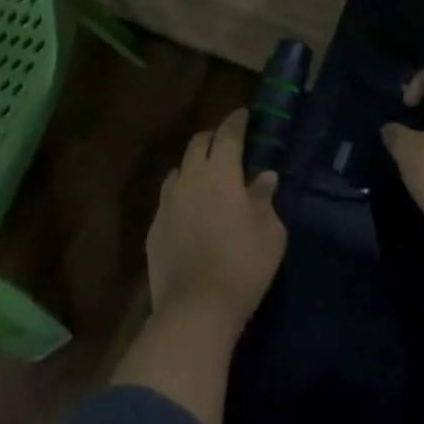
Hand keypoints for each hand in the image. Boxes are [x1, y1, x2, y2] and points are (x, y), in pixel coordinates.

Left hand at [146, 108, 286, 336]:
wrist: (194, 309)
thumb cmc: (242, 266)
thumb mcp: (270, 232)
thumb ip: (265, 198)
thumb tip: (265, 177)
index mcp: (220, 172)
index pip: (228, 134)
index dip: (236, 121)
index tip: (244, 114)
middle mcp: (189, 177)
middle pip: (198, 144)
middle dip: (214, 138)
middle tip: (227, 144)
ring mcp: (167, 201)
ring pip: (179, 170)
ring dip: (194, 167)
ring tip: (207, 179)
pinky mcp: (154, 227)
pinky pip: (168, 198)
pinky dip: (181, 195)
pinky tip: (189, 212)